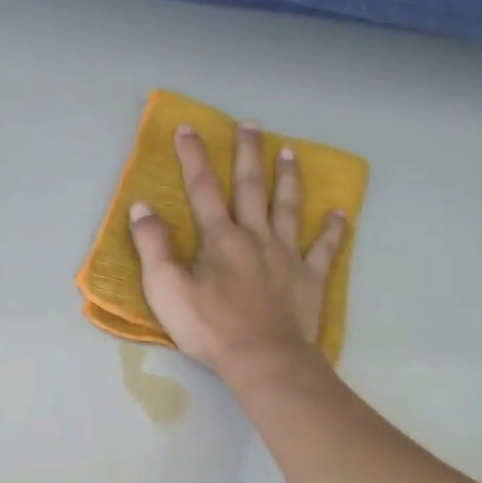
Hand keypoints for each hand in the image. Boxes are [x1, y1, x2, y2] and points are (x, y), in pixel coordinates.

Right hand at [127, 120, 347, 379]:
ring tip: (288, 152)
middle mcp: (255, 236)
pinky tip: (339, 213)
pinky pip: (325, 248)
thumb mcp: (166, 289)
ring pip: (288, 208)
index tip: (189, 128)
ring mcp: (287, 255)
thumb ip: (153, 246)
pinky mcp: (309, 278)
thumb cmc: (209, 327)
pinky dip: (333, 230)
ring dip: (287, 178)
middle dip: (247, 154)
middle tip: (250, 125)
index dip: (194, 157)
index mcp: (220, 238)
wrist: (263, 358)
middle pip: (251, 187)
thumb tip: (142, 208)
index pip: (203, 189)